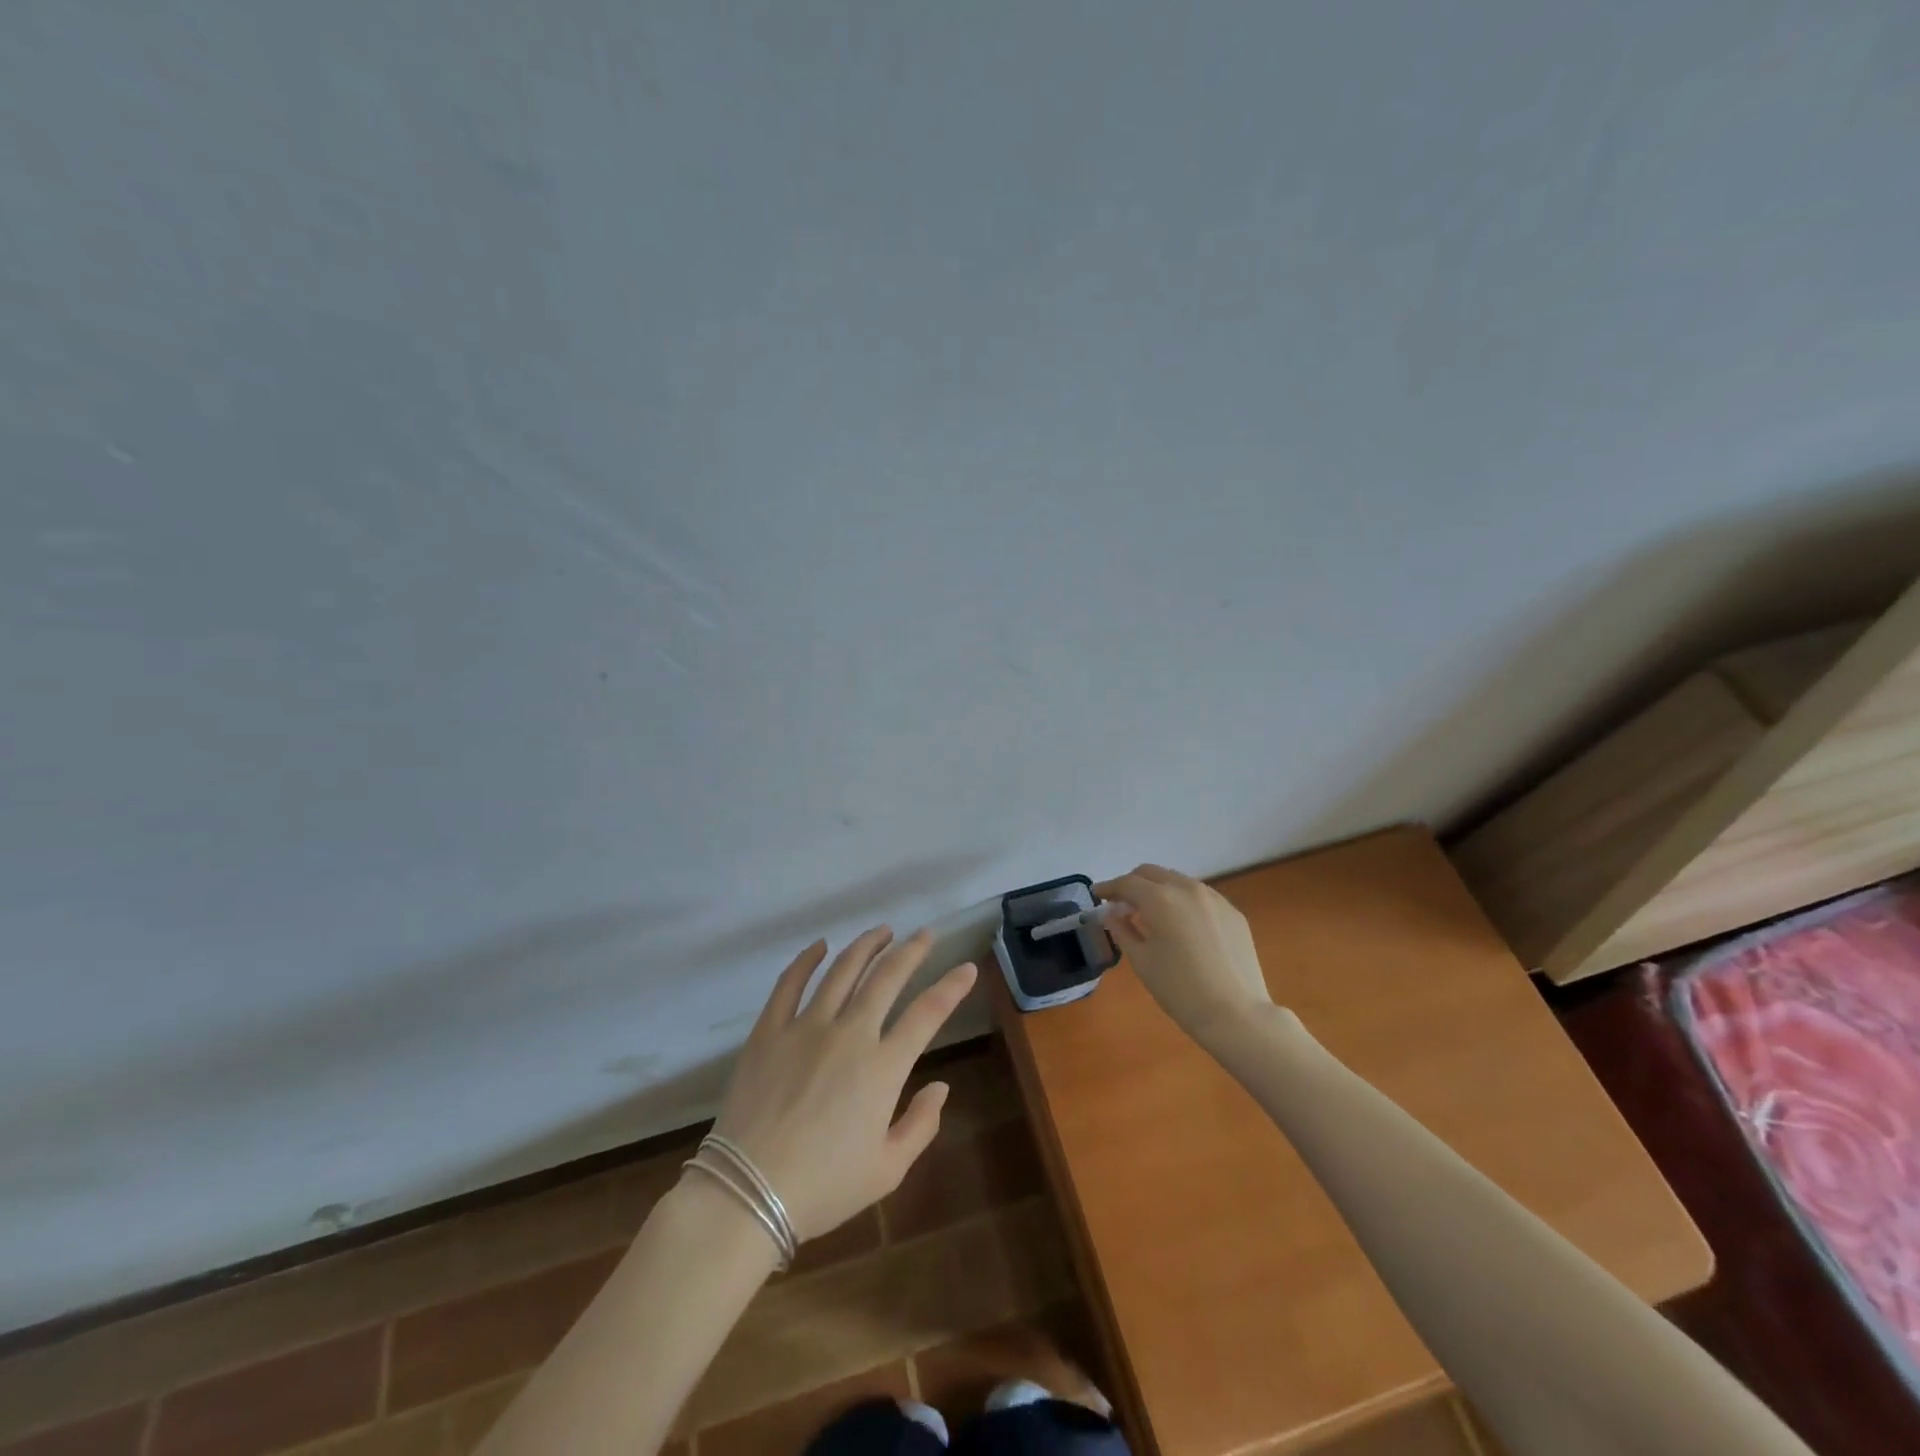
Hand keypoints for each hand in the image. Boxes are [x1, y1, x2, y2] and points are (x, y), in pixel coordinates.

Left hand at [708, 928, 976, 1242]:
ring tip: (882, 931)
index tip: (966, 968)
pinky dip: (806, 959)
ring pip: (842, 970)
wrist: (746, 1193)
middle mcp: (849, 1034)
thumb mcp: (886, 1170)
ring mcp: (806, 1027)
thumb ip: (920, 1125)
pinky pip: (790, 983)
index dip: (951, 987)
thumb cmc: (823, 1187)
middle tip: (924, 934)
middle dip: (911, 951)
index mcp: (883, 1067)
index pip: (927, 1013)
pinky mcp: (769, 1030)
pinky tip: (819, 946)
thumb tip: (940, 1087)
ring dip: (866, 945)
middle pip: (887, 977)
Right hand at [1094, 865, 1272, 1042]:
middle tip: (1121, 904)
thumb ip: (1123, 930)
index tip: (1097, 895)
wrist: (1236, 1015)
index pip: (1127, 883)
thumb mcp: (1142, 961)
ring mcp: (1215, 899)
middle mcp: (1187, 889)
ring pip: (1178, 881)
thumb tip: (1113, 915)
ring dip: (1159, 890)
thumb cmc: (1180, 990)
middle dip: (1133, 883)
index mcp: (1160, 899)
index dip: (1108, 888)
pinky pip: (1200, 897)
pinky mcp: (1233, 913)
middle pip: (1152, 873)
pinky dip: (1183, 901)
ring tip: (1151, 914)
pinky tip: (1182, 926)